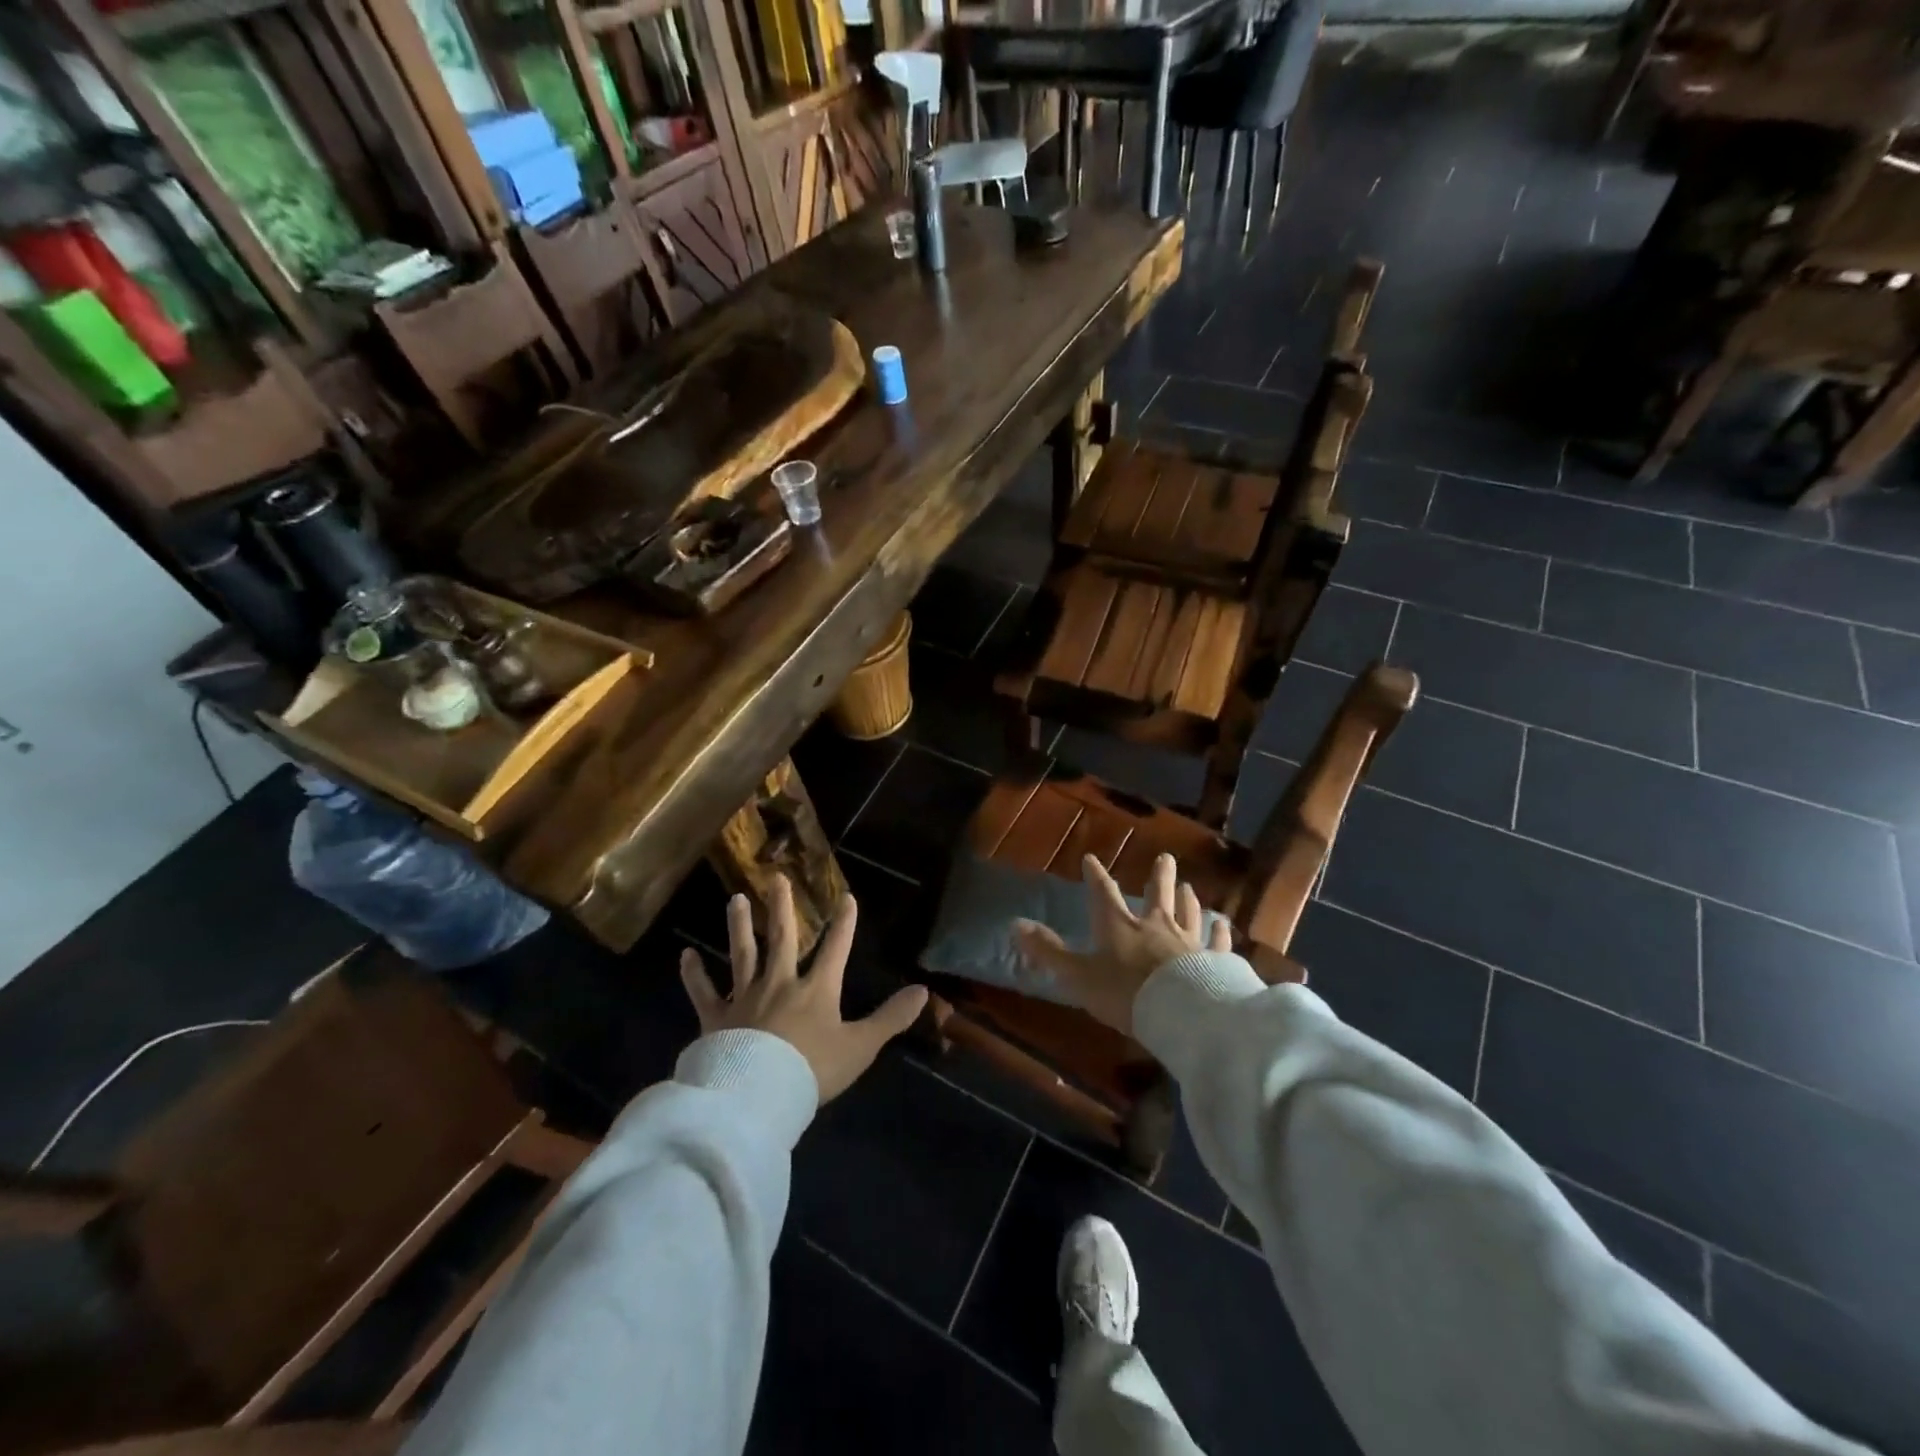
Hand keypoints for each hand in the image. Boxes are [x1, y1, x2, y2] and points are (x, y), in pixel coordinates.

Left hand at [679, 875, 929, 1102]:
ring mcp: (745, 998)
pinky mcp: (716, 1018)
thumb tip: (924, 991)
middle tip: (776, 877)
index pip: (835, 948)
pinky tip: (686, 955)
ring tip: (736, 899)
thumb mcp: (860, 1047)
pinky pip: (703, 992)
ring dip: (740, 925)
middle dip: (782, 907)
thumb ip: (891, 1018)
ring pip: (743, 953)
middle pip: (782, 938)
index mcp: (816, 989)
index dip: (844, 922)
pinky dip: (694, 974)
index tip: (846, 896)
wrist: (756, 1097)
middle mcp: (780, 983)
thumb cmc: (811, 1070)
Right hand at [1014, 853, 1230, 1034]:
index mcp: (1119, 926)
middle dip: (1158, 876)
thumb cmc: (1124, 992)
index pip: (1104, 893)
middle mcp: (1155, 925)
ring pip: (1189, 913)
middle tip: (1165, 857)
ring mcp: (1188, 942)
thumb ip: (1048, 951)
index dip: (1096, 876)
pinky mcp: (1213, 961)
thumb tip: (1015, 925)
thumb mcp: (1078, 975)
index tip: (1091, 859)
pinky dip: (1221, 933)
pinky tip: (1225, 926)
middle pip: (1157, 894)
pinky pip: (1218, 942)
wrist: (1180, 1012)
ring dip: (1188, 899)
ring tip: (1189, 886)